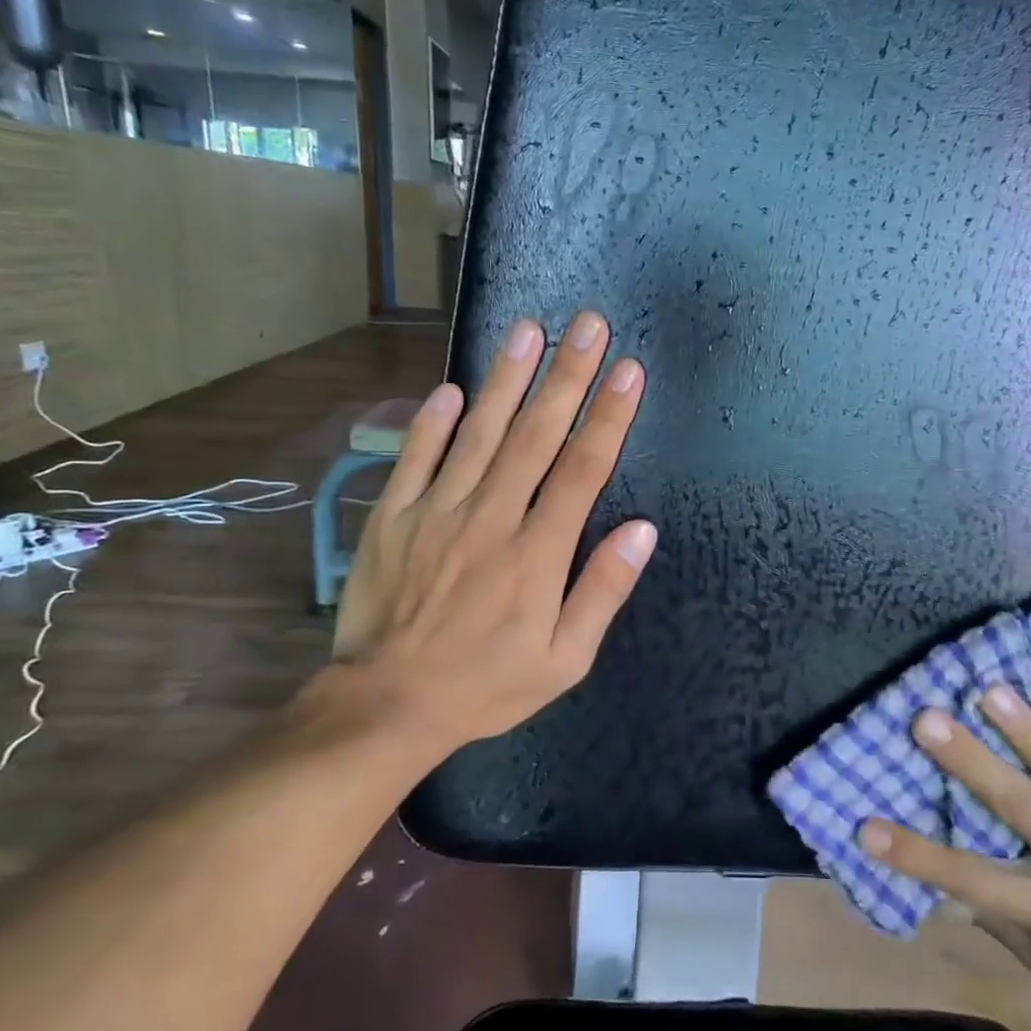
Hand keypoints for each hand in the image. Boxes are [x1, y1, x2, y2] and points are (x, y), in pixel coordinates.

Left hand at [330, 309, 655, 754]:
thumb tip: (643, 530)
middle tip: (588, 324)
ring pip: (479, 434)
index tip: (629, 370)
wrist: (387, 706)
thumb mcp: (564, 660)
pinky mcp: (392, 518)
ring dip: (507, 379)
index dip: (609, 416)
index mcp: (537, 553)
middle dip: (567, 376)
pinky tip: (451, 388)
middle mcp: (491, 518)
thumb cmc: (486, 685)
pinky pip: (414, 459)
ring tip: (529, 330)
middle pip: (536, 435)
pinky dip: (431, 421)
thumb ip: (603, 591)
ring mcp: (436, 513)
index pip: (582, 469)